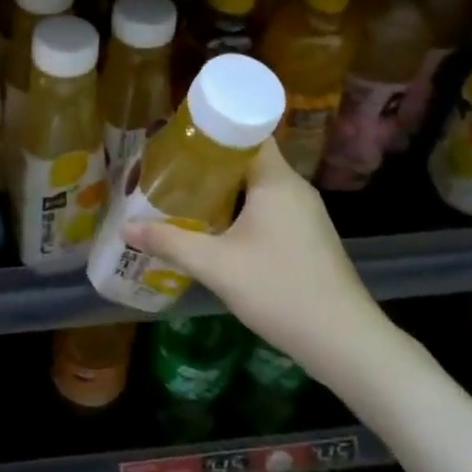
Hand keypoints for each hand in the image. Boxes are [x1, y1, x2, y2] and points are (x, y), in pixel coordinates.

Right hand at [125, 139, 396, 373]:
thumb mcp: (216, 266)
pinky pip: (269, 207)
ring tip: (186, 193)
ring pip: (258, 185)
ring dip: (225, 187)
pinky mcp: (309, 237)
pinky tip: (218, 228)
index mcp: (276, 179)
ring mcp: (306, 214)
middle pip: (248, 158)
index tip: (177, 136)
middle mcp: (294, 188)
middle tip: (171, 167)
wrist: (345, 342)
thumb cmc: (280, 289)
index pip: (245, 132)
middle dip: (209, 162)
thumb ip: (170, 242)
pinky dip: (242, 208)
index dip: (211, 129)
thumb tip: (126, 228)